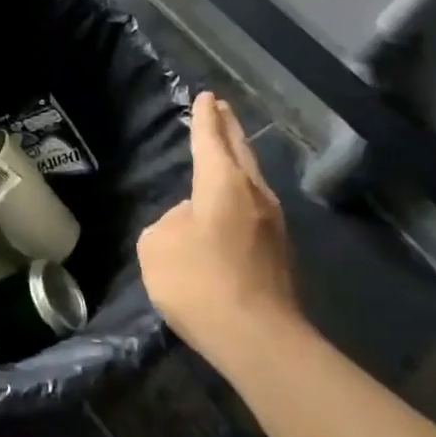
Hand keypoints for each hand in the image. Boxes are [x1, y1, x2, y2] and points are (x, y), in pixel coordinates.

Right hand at [138, 93, 301, 367]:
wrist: (258, 339)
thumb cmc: (199, 282)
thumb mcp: (156, 246)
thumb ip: (169, 223)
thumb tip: (191, 222)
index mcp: (223, 184)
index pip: (210, 140)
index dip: (204, 118)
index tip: (207, 97)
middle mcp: (254, 195)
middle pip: (241, 152)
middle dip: (229, 129)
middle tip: (222, 108)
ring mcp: (273, 225)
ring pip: (253, 181)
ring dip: (238, 162)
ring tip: (226, 153)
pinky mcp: (279, 254)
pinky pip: (254, 209)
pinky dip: (241, 194)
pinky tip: (229, 208)